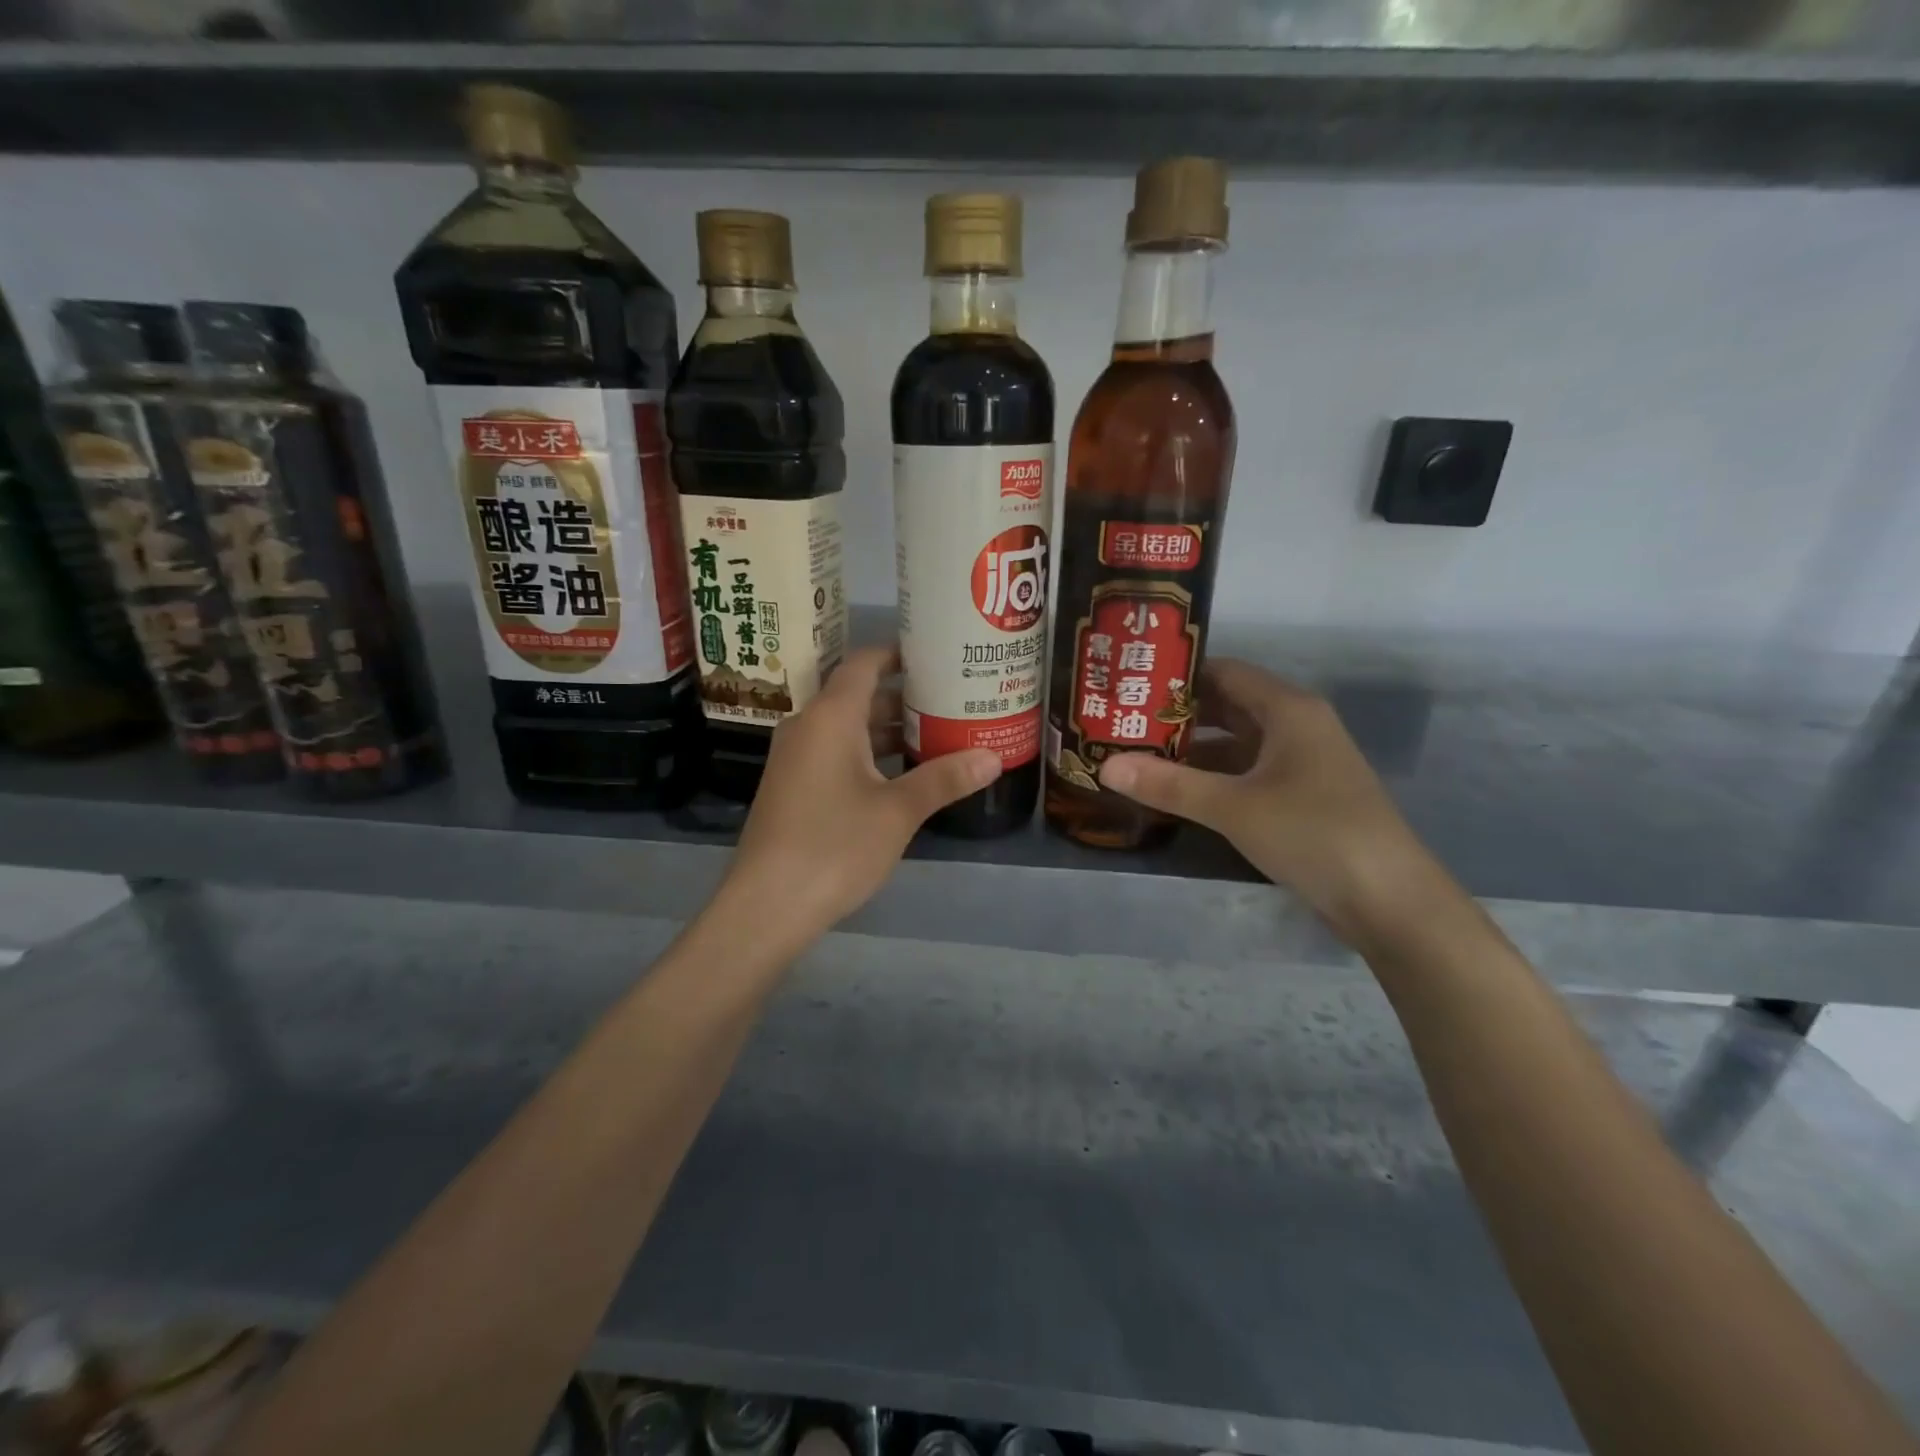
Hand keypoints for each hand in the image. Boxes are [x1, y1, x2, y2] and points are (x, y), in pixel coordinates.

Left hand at [718, 646, 1001, 944]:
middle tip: (953, 696)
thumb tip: (993, 757)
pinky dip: (870, 754)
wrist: (767, 906)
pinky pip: (837, 753)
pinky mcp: (794, 787)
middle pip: (859, 695)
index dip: (899, 652)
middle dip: (905, 695)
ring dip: (889, 729)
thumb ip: (944, 779)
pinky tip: (904, 774)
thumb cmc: (834, 846)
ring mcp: (797, 759)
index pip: (865, 663)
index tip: (937, 651)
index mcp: (830, 717)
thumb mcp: (898, 811)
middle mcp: (808, 727)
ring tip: (939, 731)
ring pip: (849, 728)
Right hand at [1097, 659, 1456, 949]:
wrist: (1389, 900)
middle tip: (1123, 722)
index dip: (1177, 676)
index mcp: (1288, 709)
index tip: (1130, 684)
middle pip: (1228, 706)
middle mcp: (1297, 726)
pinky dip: (1213, 777)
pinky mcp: (1302, 797)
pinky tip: (1177, 792)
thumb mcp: (1233, 807)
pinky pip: (1248, 773)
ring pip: (1237, 743)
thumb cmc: (1313, 833)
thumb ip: (1168, 785)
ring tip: (1138, 755)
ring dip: (1193, 750)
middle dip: (1178, 715)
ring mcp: (1302, 763)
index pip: (1224, 672)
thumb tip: (1105, 766)